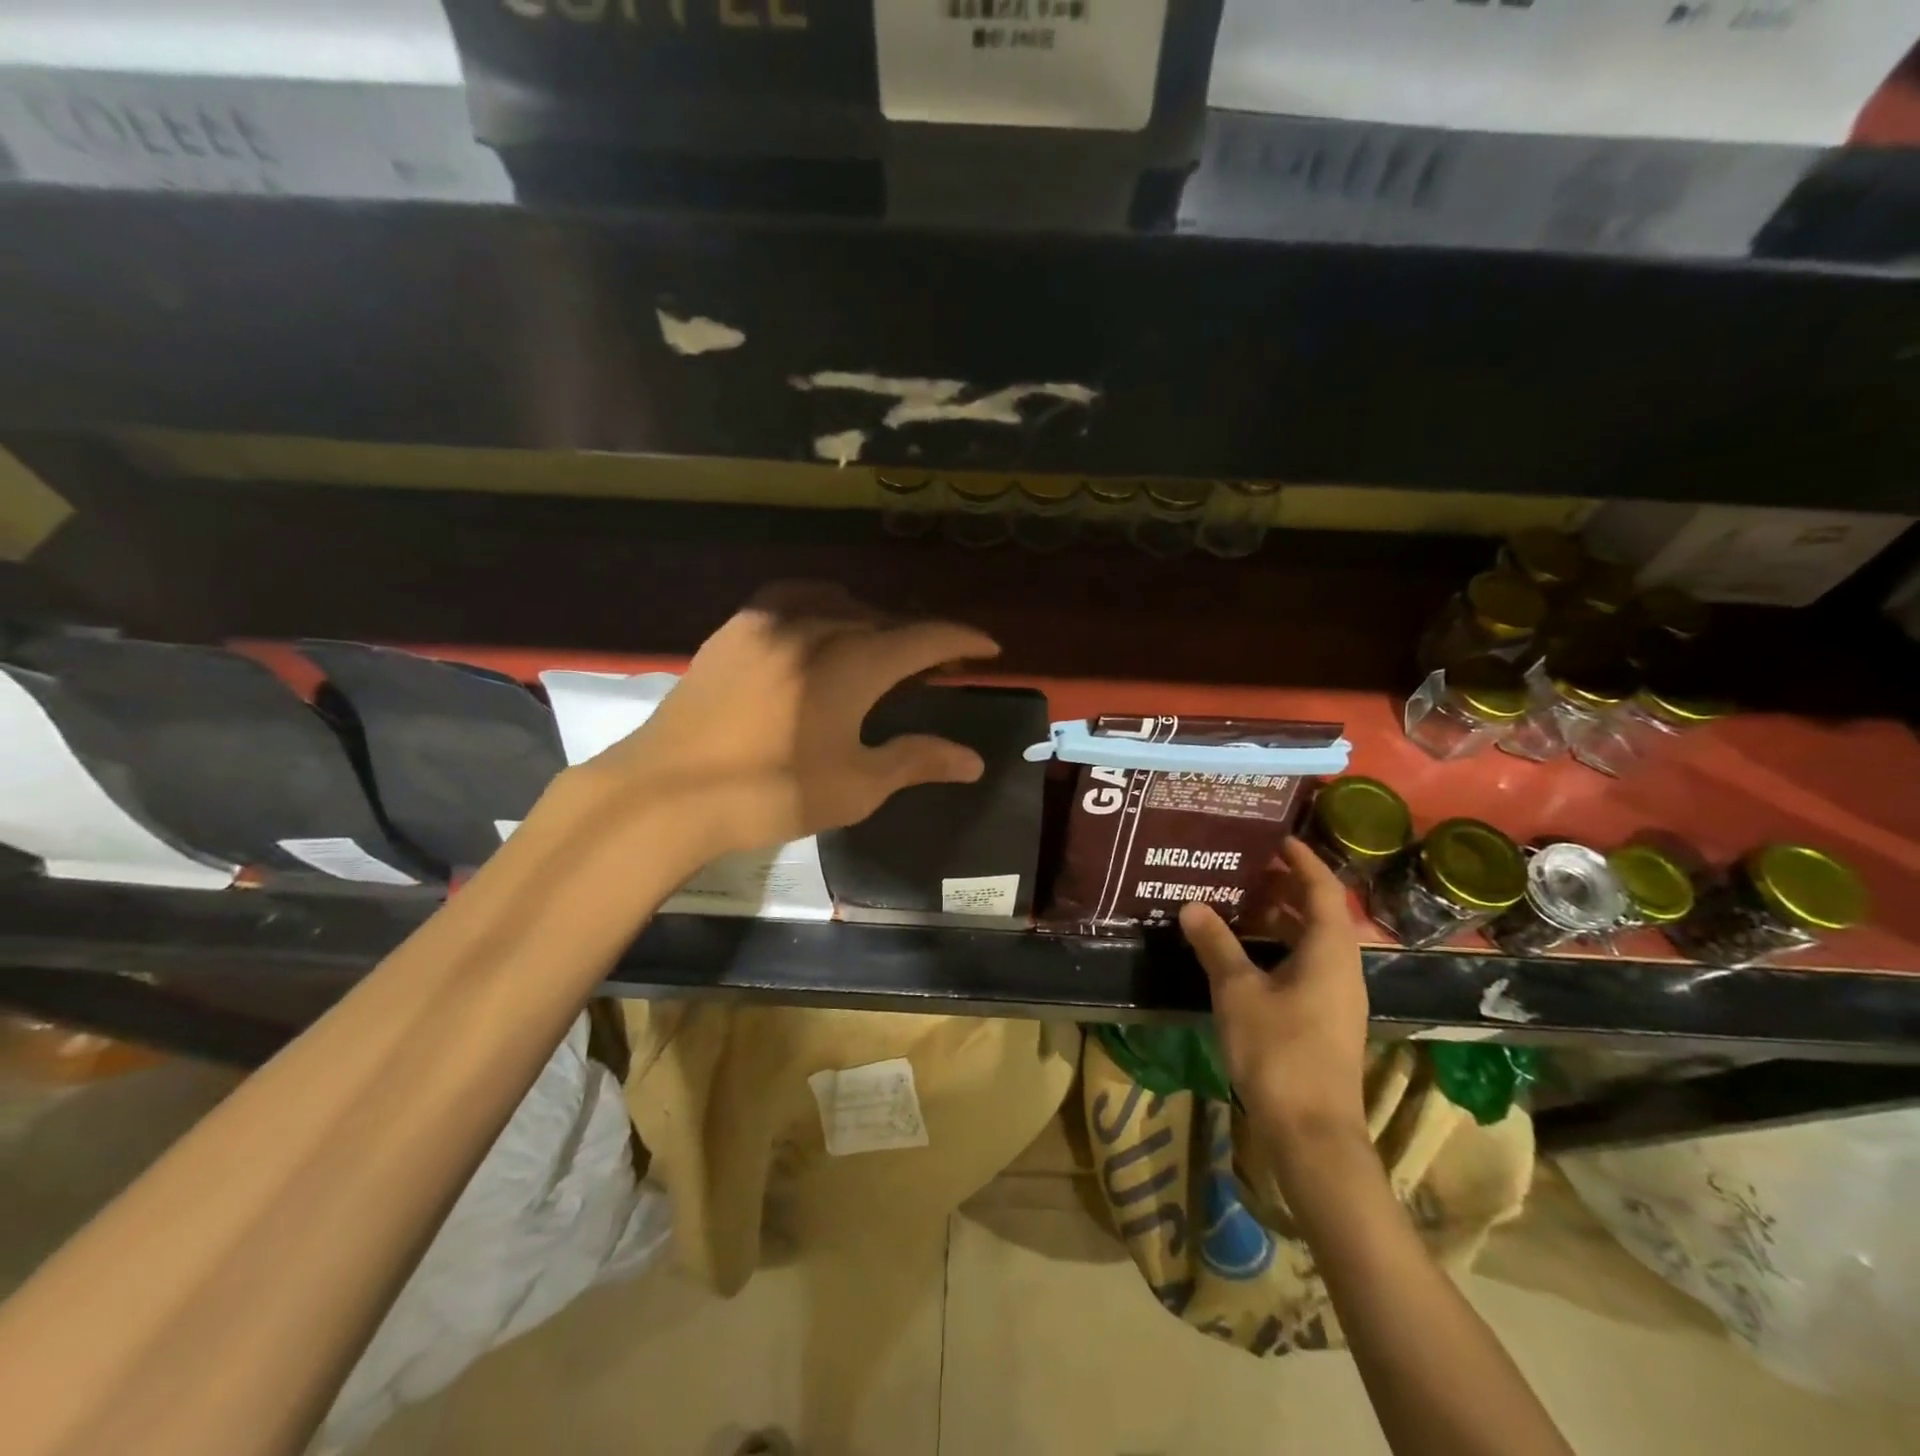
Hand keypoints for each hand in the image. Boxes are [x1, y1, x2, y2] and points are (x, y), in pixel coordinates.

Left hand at [574, 584, 998, 861]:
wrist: (665, 792)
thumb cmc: (768, 793)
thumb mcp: (854, 785)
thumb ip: (916, 760)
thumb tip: (973, 760)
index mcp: (852, 663)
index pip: (924, 639)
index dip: (962, 639)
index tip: (988, 647)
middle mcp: (815, 626)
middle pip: (883, 619)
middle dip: (916, 639)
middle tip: (934, 666)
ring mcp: (768, 621)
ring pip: (838, 604)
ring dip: (870, 621)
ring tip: (879, 649)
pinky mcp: (733, 629)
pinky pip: (792, 601)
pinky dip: (822, 610)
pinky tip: (819, 634)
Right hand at [1180, 838, 1368, 1155]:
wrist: (1312, 1131)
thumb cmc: (1278, 1050)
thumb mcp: (1238, 991)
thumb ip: (1215, 945)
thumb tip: (1192, 905)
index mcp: (1330, 951)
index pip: (1322, 890)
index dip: (1302, 860)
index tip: (1277, 838)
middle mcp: (1342, 968)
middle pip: (1319, 914)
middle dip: (1286, 887)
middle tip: (1246, 866)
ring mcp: (1337, 997)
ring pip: (1312, 943)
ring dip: (1280, 920)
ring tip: (1240, 902)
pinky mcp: (1325, 1020)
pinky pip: (1306, 966)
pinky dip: (1279, 948)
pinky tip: (1245, 955)